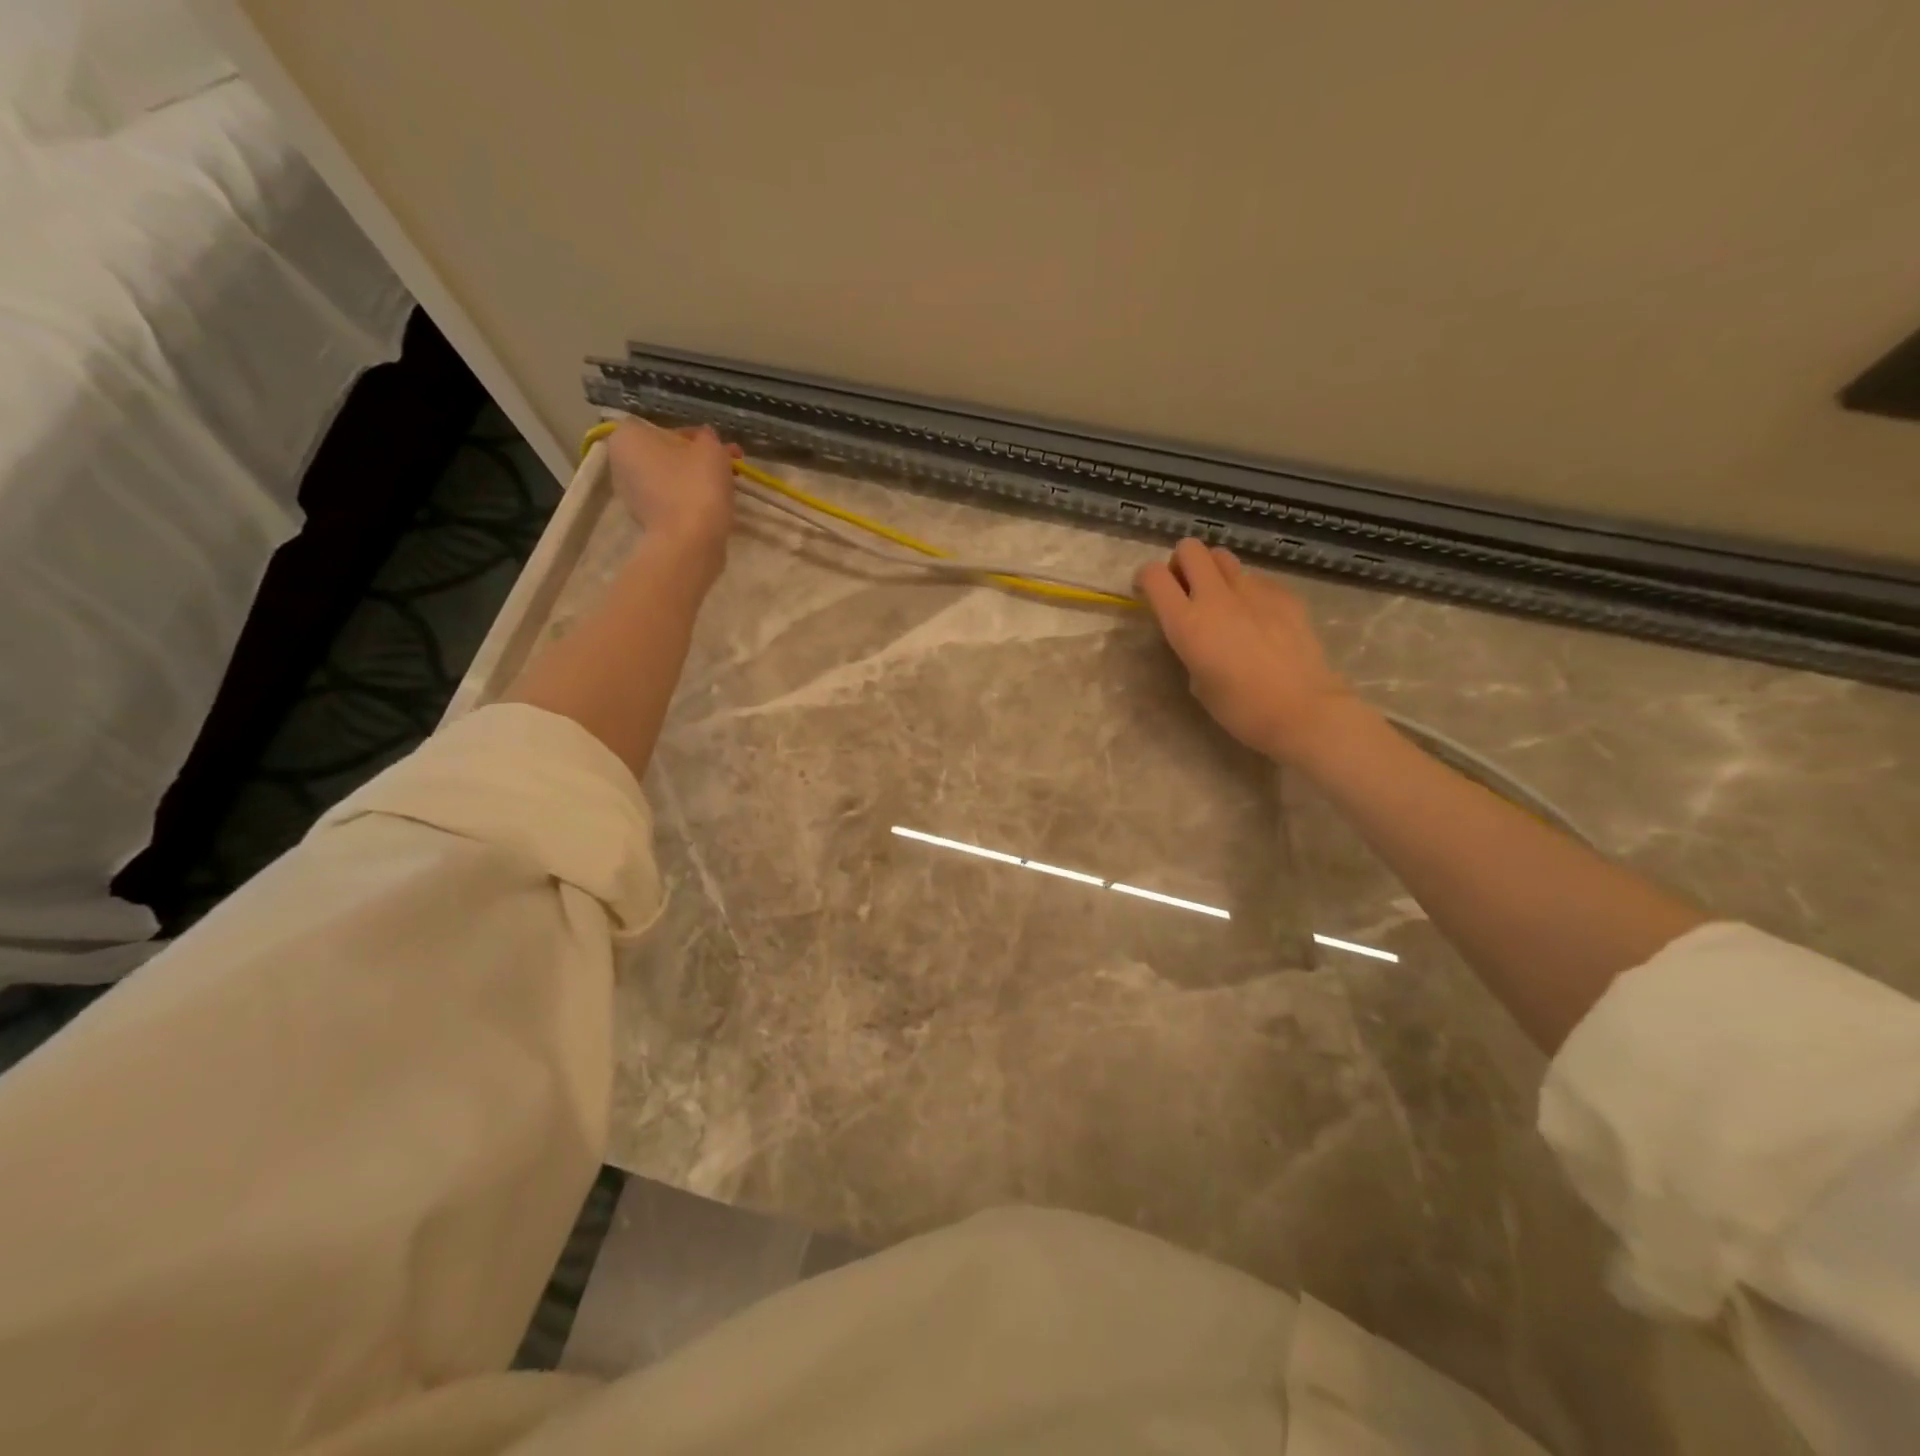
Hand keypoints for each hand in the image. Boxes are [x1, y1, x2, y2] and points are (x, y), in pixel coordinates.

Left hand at [606, 420, 738, 567]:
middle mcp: (620, 464)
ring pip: (670, 479)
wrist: (689, 543)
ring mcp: (631, 495)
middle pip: (667, 455)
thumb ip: (708, 438)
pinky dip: (689, 501)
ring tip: (725, 489)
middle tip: (727, 467)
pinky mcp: (645, 521)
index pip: (667, 429)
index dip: (698, 438)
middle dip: (696, 460)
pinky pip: (671, 501)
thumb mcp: (711, 449)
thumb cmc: (696, 485)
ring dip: (695, 481)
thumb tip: (706, 440)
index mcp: (628, 437)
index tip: (719, 449)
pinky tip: (712, 507)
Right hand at [1135, 540, 1361, 762]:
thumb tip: (1199, 633)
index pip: (1154, 575)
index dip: (1146, 577)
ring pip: (1223, 556)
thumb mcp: (1198, 682)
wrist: (1302, 710)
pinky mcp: (1284, 593)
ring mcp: (1254, 590)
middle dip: (1182, 563)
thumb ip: (1191, 647)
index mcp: (1187, 623)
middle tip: (1186, 588)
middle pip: (1190, 548)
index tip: (1148, 591)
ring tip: (1221, 599)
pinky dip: (1247, 589)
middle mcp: (1216, 597)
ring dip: (1213, 571)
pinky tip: (1257, 617)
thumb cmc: (1240, 708)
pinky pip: (1255, 578)